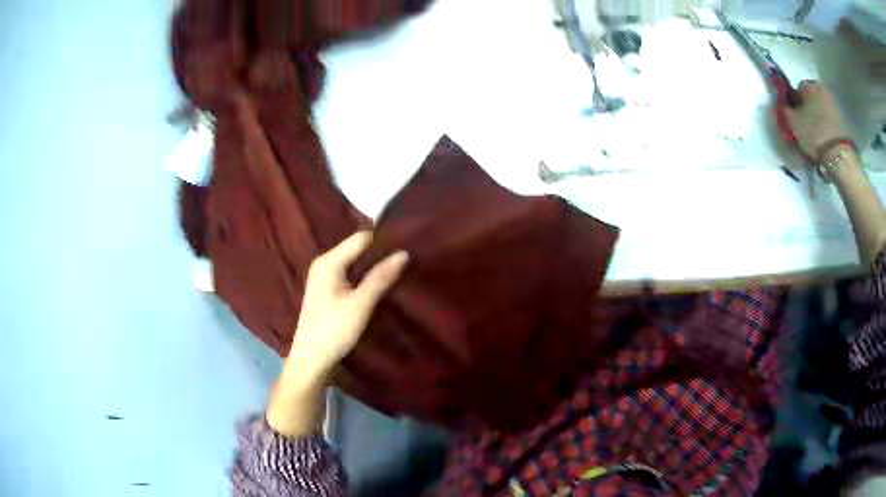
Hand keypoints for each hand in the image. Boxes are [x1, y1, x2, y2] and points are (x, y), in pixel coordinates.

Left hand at [287, 231, 408, 380]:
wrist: (311, 359)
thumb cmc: (334, 330)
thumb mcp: (361, 304)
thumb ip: (381, 277)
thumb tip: (403, 253)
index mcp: (329, 261)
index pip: (361, 238)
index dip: (383, 239)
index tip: (407, 244)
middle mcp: (324, 263)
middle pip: (357, 248)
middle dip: (380, 252)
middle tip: (406, 258)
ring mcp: (323, 276)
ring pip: (354, 261)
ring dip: (373, 264)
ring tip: (398, 269)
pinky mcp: (326, 289)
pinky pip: (350, 273)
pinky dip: (364, 275)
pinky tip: (379, 283)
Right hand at [785, 80, 850, 159]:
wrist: (839, 156)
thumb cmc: (814, 134)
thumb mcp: (792, 122)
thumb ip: (783, 109)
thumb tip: (778, 103)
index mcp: (809, 84)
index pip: (797, 88)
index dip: (794, 103)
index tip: (794, 117)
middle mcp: (822, 89)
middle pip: (811, 98)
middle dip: (807, 109)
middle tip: (804, 128)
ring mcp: (834, 105)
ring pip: (820, 109)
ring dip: (817, 119)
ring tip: (815, 137)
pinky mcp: (842, 121)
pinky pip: (829, 121)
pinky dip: (826, 127)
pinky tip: (824, 140)